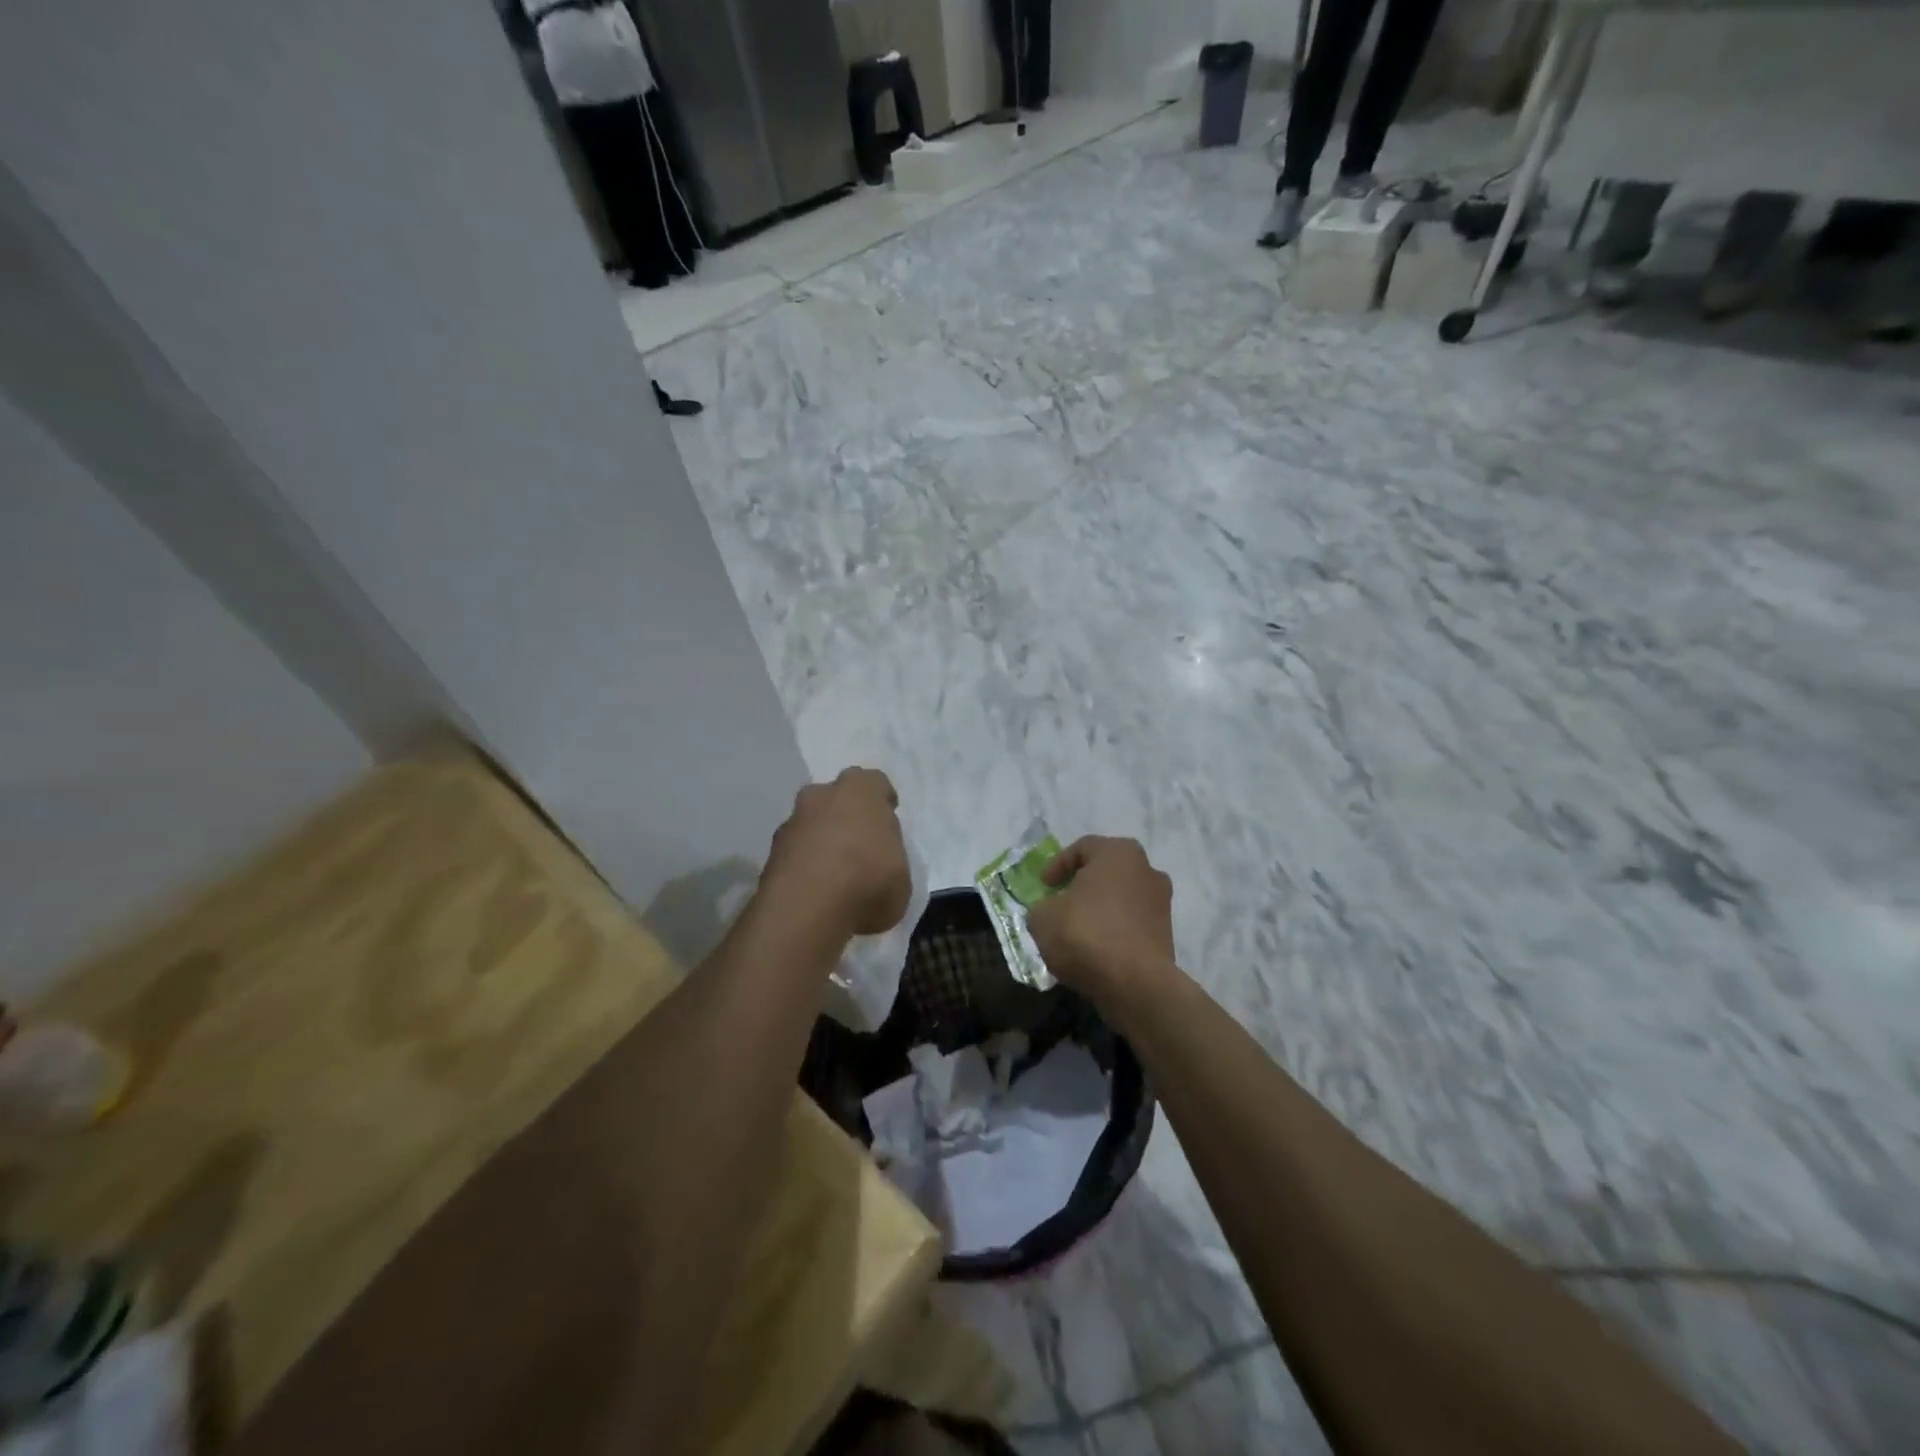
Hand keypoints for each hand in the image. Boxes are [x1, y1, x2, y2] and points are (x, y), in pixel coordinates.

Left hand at [762, 768, 910, 938]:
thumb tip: (880, 867)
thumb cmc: (868, 881)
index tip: (887, 820)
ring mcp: (791, 822)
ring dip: (821, 841)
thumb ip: (889, 861)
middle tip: (859, 844)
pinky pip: (794, 852)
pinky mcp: (770, 853)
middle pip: (835, 797)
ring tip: (835, 875)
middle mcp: (822, 796)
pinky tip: (815, 891)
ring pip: (810, 824)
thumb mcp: (901, 877)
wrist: (807, 908)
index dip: (881, 801)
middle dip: (845, 815)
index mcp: (861, 791)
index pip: (874, 782)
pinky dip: (803, 865)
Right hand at [1027, 836, 1177, 1007]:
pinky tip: (1096, 948)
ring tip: (1077, 929)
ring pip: (1121, 898)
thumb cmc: (1086, 934)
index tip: (1043, 885)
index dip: (1057, 865)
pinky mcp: (1166, 934)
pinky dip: (1114, 930)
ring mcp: (1161, 902)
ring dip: (1100, 909)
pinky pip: (1131, 923)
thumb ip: (1042, 907)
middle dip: (1082, 885)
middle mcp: (1146, 869)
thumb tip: (1049, 912)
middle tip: (1061, 901)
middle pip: (1106, 871)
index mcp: (1118, 853)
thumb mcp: (1043, 918)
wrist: (1135, 983)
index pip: (1082, 848)